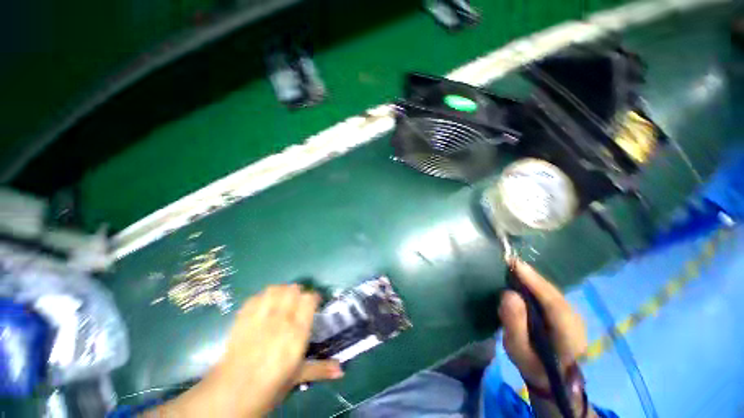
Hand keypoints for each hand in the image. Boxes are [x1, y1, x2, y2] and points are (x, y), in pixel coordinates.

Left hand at [150, 284, 342, 417]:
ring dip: (281, 291)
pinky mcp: (243, 318)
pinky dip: (263, 297)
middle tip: (298, 303)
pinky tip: (264, 306)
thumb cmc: (269, 387)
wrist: (231, 394)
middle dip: (298, 292)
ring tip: (282, 300)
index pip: (310, 299)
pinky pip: (256, 297)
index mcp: (296, 332)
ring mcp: (260, 317)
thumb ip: (320, 369)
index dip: (314, 298)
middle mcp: (280, 319)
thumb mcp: (297, 377)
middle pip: (293, 289)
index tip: (315, 303)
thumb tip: (342, 370)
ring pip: (275, 288)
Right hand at [498, 261, 586, 387]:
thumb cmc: (532, 364)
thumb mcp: (517, 349)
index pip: (553, 304)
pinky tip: (523, 279)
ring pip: (552, 291)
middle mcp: (576, 322)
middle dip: (531, 276)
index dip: (534, 282)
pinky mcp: (568, 312)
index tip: (514, 264)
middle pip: (552, 293)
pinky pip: (550, 294)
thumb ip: (514, 324)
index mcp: (568, 337)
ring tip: (513, 266)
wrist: (551, 376)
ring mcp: (575, 316)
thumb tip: (508, 294)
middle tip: (509, 261)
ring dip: (533, 278)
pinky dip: (536, 284)